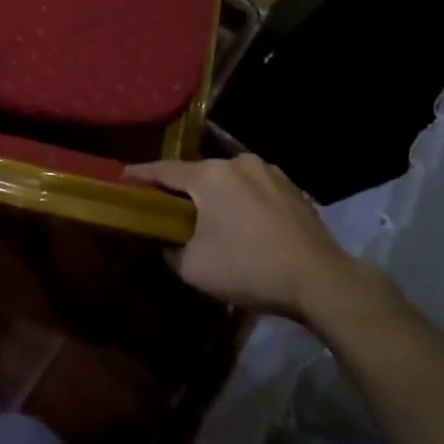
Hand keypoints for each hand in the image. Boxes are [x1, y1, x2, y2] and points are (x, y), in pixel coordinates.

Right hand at [126, 153, 399, 323]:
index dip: (140, 175)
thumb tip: (168, 244)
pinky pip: (254, 191)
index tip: (122, 176)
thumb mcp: (194, 268)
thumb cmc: (249, 268)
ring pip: (229, 181)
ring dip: (216, 197)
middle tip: (169, 208)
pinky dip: (242, 203)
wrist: (321, 280)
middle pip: (199, 174)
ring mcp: (269, 172)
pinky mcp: (292, 189)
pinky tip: (245, 226)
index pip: (164, 170)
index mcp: (210, 174)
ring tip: (211, 220)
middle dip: (183, 190)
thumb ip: (170, 251)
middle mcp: (238, 162)